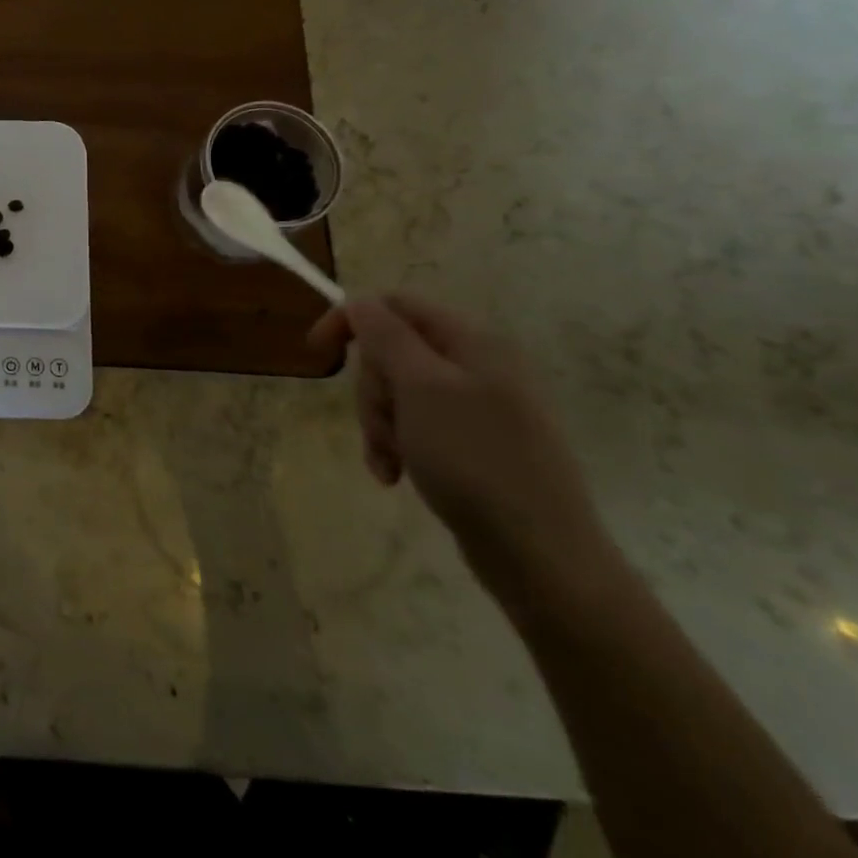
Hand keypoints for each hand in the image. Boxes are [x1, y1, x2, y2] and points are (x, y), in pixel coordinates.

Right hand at [311, 293, 608, 597]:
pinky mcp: (473, 443)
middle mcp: (478, 365)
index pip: (394, 305)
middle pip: (392, 352)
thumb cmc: (474, 460)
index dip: (350, 320)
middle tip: (380, 427)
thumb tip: (360, 303)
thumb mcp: (420, 387)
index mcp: (472, 342)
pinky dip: (397, 446)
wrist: (541, 555)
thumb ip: (385, 335)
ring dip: (381, 424)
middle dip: (373, 390)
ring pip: (399, 392)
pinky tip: (394, 474)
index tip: (316, 352)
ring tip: (389, 461)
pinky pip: (416, 426)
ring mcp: (478, 406)